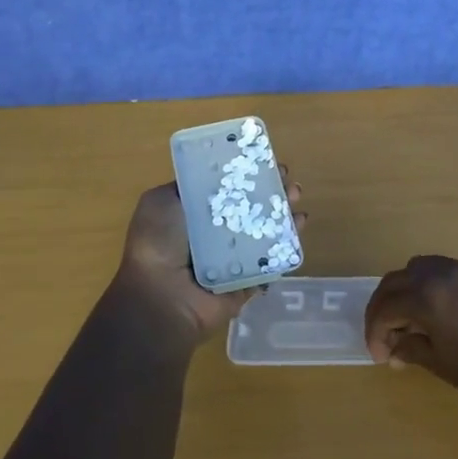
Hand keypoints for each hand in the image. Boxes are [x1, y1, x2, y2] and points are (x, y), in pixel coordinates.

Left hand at [114, 167, 307, 343]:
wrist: (161, 297)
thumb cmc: (158, 243)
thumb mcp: (160, 202)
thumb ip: (185, 187)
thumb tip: (211, 176)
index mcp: (194, 214)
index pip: (226, 189)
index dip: (246, 174)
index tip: (265, 161)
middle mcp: (215, 234)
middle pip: (250, 207)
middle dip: (271, 189)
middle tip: (286, 179)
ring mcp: (235, 257)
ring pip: (266, 230)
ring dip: (283, 211)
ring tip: (295, 197)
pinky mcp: (250, 279)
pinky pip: (274, 259)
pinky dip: (290, 242)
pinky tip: (300, 223)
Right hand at [363, 255, 457, 415]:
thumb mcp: (441, 365)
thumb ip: (411, 348)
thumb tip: (394, 346)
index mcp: (428, 295)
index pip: (386, 306)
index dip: (375, 331)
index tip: (380, 355)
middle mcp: (445, 272)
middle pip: (400, 279)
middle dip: (387, 305)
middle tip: (387, 333)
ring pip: (426, 267)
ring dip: (411, 290)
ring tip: (415, 319)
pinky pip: (454, 272)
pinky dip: (439, 287)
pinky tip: (448, 314)